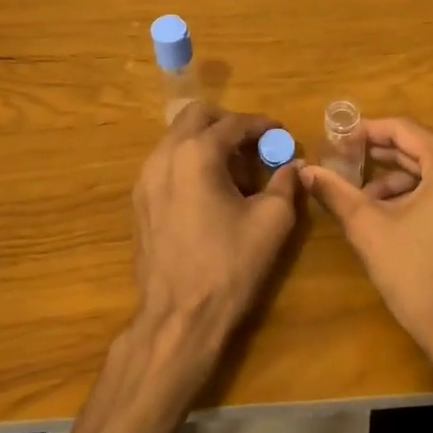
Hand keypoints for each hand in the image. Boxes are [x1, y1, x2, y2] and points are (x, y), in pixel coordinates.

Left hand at [131, 103, 300, 358]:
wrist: (178, 317)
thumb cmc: (229, 266)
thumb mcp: (271, 222)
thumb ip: (285, 184)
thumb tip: (293, 166)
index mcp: (197, 154)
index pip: (234, 123)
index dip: (263, 125)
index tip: (282, 135)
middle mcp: (165, 155)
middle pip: (196, 115)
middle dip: (229, 123)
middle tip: (255, 145)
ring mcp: (146, 177)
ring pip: (177, 137)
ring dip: (208, 141)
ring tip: (236, 171)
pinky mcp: (139, 200)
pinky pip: (167, 162)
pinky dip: (190, 161)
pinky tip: (211, 191)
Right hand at [300, 118, 432, 369]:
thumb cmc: (417, 275)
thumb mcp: (369, 228)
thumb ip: (336, 192)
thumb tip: (306, 170)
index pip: (403, 129)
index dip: (365, 131)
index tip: (336, 139)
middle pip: (420, 148)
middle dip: (379, 156)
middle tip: (343, 163)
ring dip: (397, 179)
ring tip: (361, 198)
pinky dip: (419, 194)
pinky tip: (391, 214)